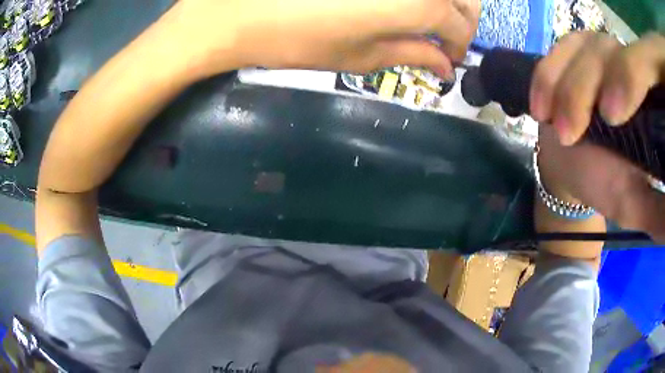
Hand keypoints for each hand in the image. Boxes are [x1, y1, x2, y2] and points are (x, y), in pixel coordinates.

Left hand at [172, 0, 479, 78]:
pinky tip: (399, 2)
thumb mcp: (361, 56)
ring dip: (445, 1)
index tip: (448, 59)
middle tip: (443, 37)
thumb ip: (412, 55)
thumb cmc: (299, 38)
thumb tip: (444, 67)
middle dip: (462, 20)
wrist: (240, 9)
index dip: (458, 46)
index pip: (460, 25)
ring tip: (425, 18)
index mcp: (421, 3)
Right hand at [530, 32, 664, 240]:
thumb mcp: (636, 204)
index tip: (612, 118)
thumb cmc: (607, 183)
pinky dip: (547, 74)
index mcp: (651, 100)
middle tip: (568, 135)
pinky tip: (541, 106)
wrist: (573, 160)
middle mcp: (631, 64)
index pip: (646, 70)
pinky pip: (561, 48)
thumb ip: (657, 212)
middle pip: (611, 54)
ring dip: (564, 85)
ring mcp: (603, 48)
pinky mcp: (578, 47)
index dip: (630, 81)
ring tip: (552, 124)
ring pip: (584, 48)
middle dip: (586, 91)